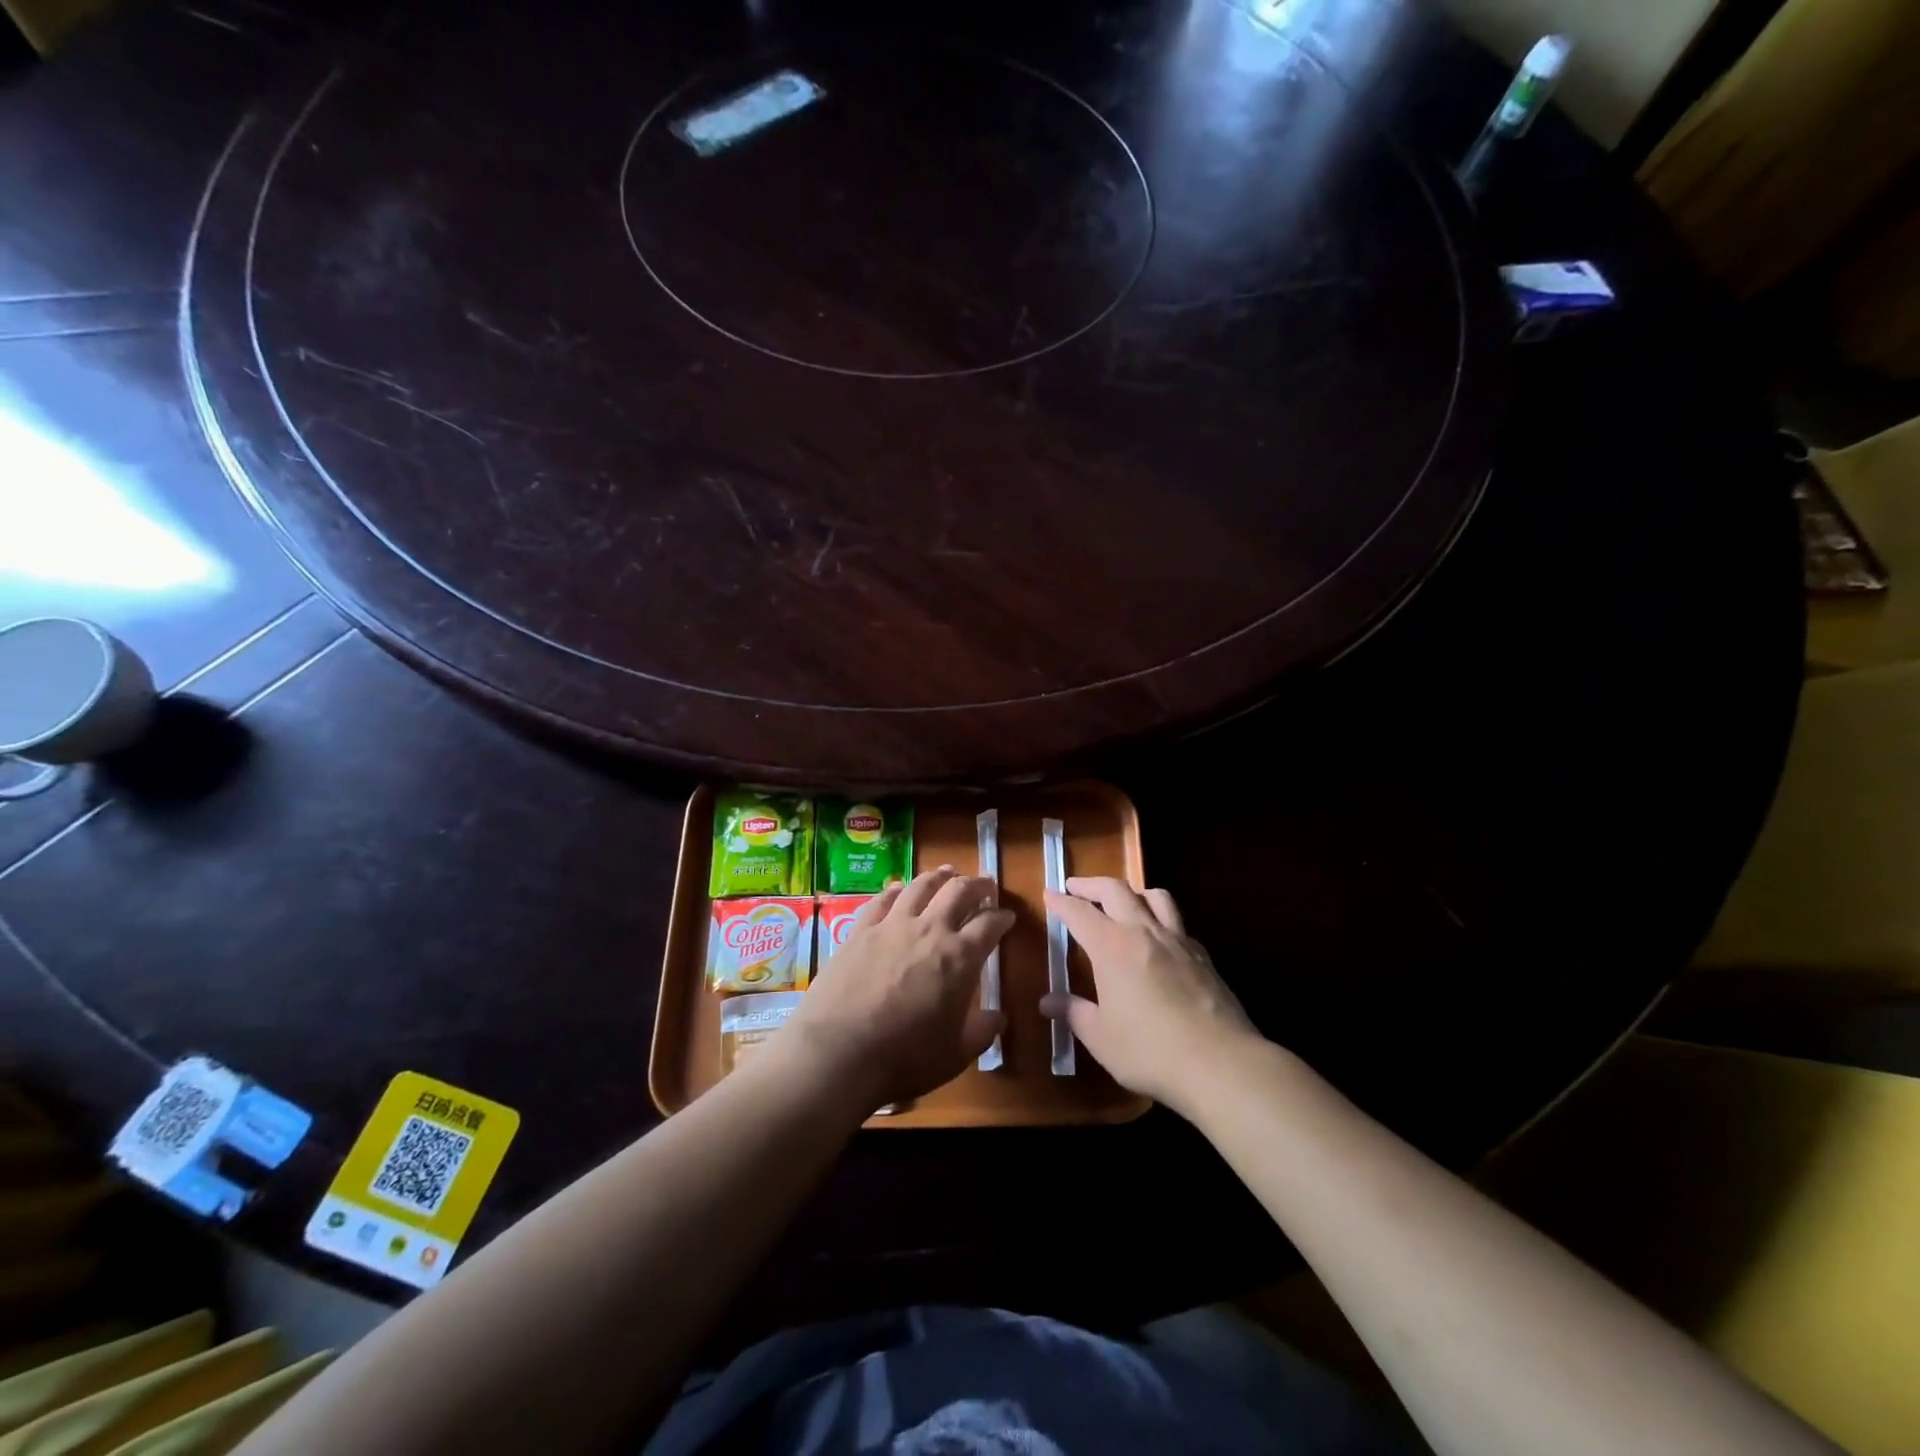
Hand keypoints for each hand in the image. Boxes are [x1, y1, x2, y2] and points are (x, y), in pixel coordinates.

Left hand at [777, 866, 1011, 1113]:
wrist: (838, 1053)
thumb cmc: (904, 1058)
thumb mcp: (955, 1054)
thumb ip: (981, 1032)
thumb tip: (998, 1017)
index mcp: (960, 958)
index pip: (989, 925)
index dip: (1002, 917)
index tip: (1007, 916)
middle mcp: (929, 930)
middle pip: (958, 892)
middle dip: (977, 885)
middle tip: (985, 885)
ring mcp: (891, 926)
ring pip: (920, 887)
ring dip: (939, 876)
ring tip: (947, 872)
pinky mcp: (860, 931)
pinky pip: (882, 900)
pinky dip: (896, 890)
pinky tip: (899, 888)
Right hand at [1043, 877, 1263, 1116]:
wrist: (1221, 1063)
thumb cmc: (1150, 1051)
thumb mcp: (1101, 1037)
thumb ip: (1073, 1012)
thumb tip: (1046, 1001)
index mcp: (1112, 947)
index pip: (1080, 912)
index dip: (1061, 901)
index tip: (1049, 893)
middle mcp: (1144, 932)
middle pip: (1116, 890)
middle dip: (1091, 884)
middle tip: (1076, 887)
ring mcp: (1178, 941)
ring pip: (1154, 896)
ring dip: (1132, 891)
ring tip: (1122, 900)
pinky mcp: (1202, 956)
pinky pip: (1177, 923)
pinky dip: (1160, 919)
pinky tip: (1158, 939)